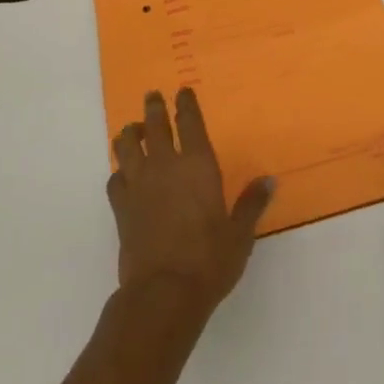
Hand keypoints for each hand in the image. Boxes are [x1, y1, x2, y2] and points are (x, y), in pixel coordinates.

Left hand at [108, 88, 276, 315]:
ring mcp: (139, 185)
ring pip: (127, 146)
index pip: (189, 122)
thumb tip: (269, 180)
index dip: (185, 104)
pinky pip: (115, 179)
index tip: (182, 91)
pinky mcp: (121, 208)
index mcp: (197, 165)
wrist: (163, 293)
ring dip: (130, 134)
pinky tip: (122, 174)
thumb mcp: (240, 234)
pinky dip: (119, 172)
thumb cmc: (208, 260)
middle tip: (152, 96)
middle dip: (153, 108)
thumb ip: (251, 204)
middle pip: (154, 125)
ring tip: (132, 130)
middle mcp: (165, 166)